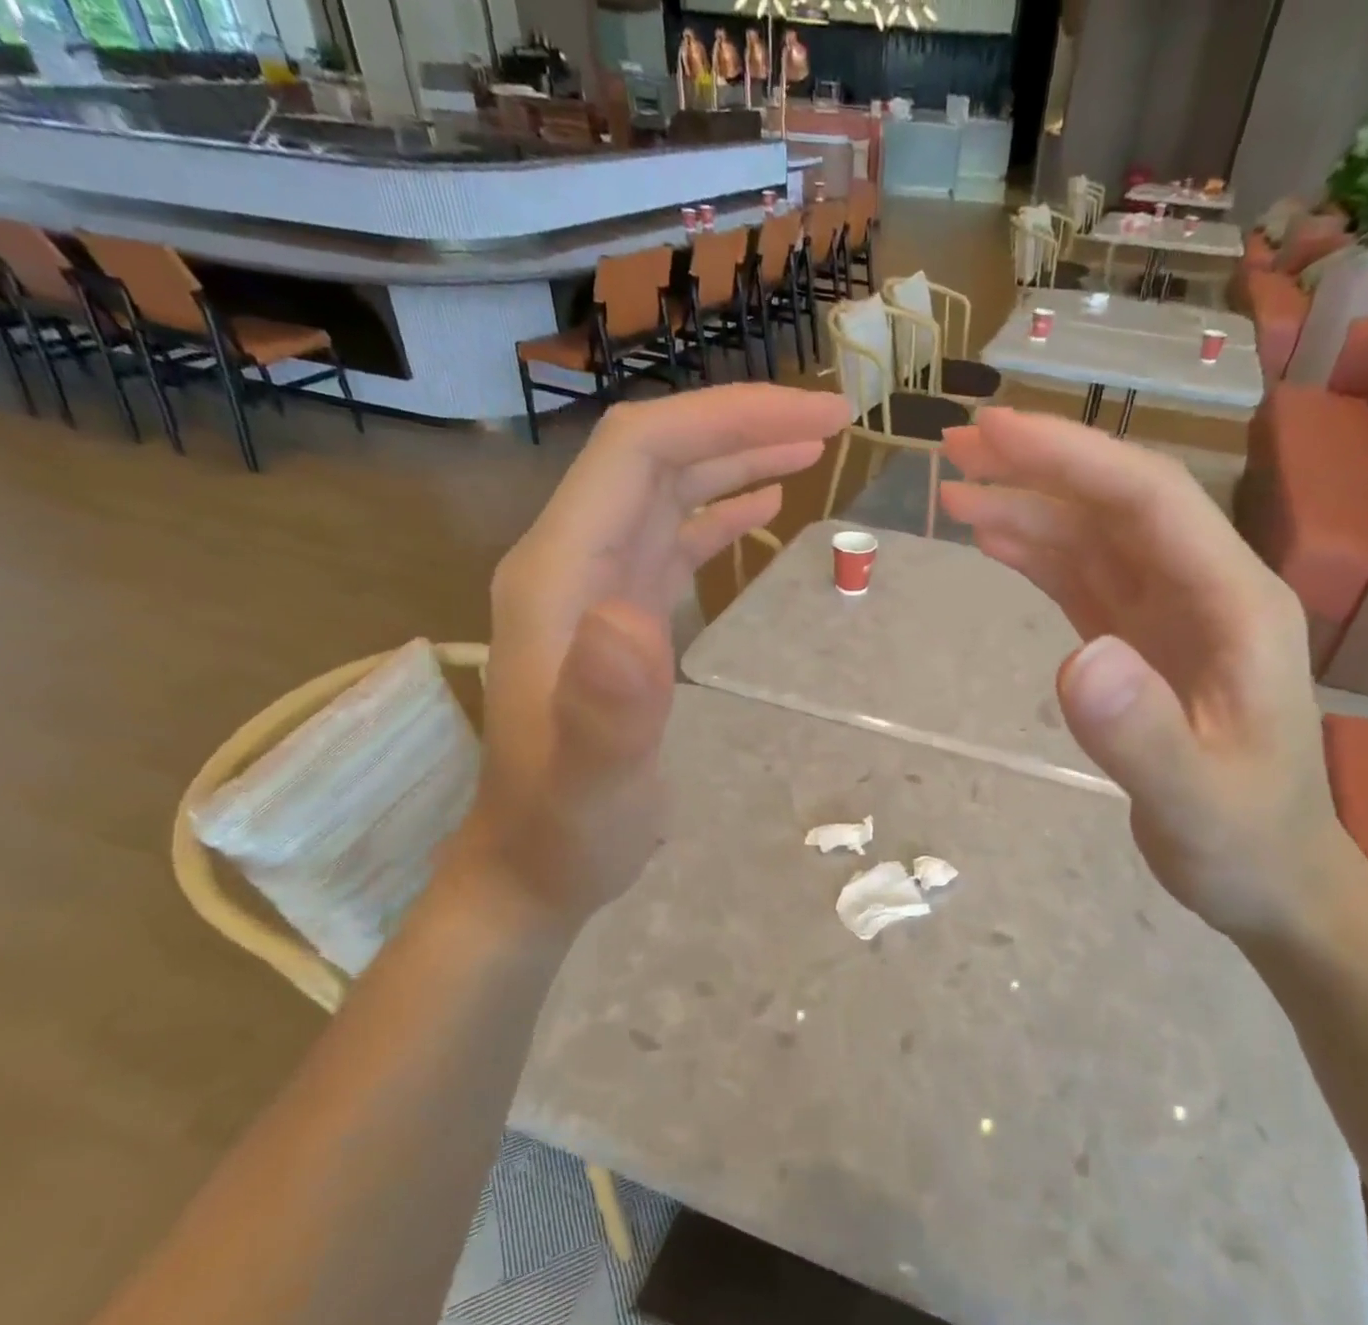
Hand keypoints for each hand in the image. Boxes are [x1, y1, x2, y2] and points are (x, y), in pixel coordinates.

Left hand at [465, 386, 851, 928]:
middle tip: (832, 420)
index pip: (639, 453)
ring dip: (734, 460)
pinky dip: (718, 513)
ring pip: (665, 491)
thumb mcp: (592, 782)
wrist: (534, 864)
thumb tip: (635, 616)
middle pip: (654, 456)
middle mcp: (570, 563)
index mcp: (558, 576)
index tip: (816, 417)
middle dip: (741, 425)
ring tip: (809, 449)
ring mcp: (592, 588)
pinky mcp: (617, 617)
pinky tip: (761, 508)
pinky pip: (670, 540)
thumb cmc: (567, 828)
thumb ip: (606, 705)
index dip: (726, 420)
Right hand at [941, 408, 1352, 941]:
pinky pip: (1084, 583)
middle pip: (1117, 505)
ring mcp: (1171, 617)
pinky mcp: (1140, 645)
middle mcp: (1206, 591)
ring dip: (1028, 508)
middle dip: (1039, 469)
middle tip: (958, 445)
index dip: (1073, 460)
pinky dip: (1038, 556)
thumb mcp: (1196, 802)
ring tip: (957, 491)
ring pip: (1094, 538)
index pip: (1150, 502)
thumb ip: (1142, 736)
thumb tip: (1078, 660)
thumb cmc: (1245, 842)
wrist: (1272, 879)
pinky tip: (994, 541)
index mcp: (1237, 605)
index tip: (996, 434)